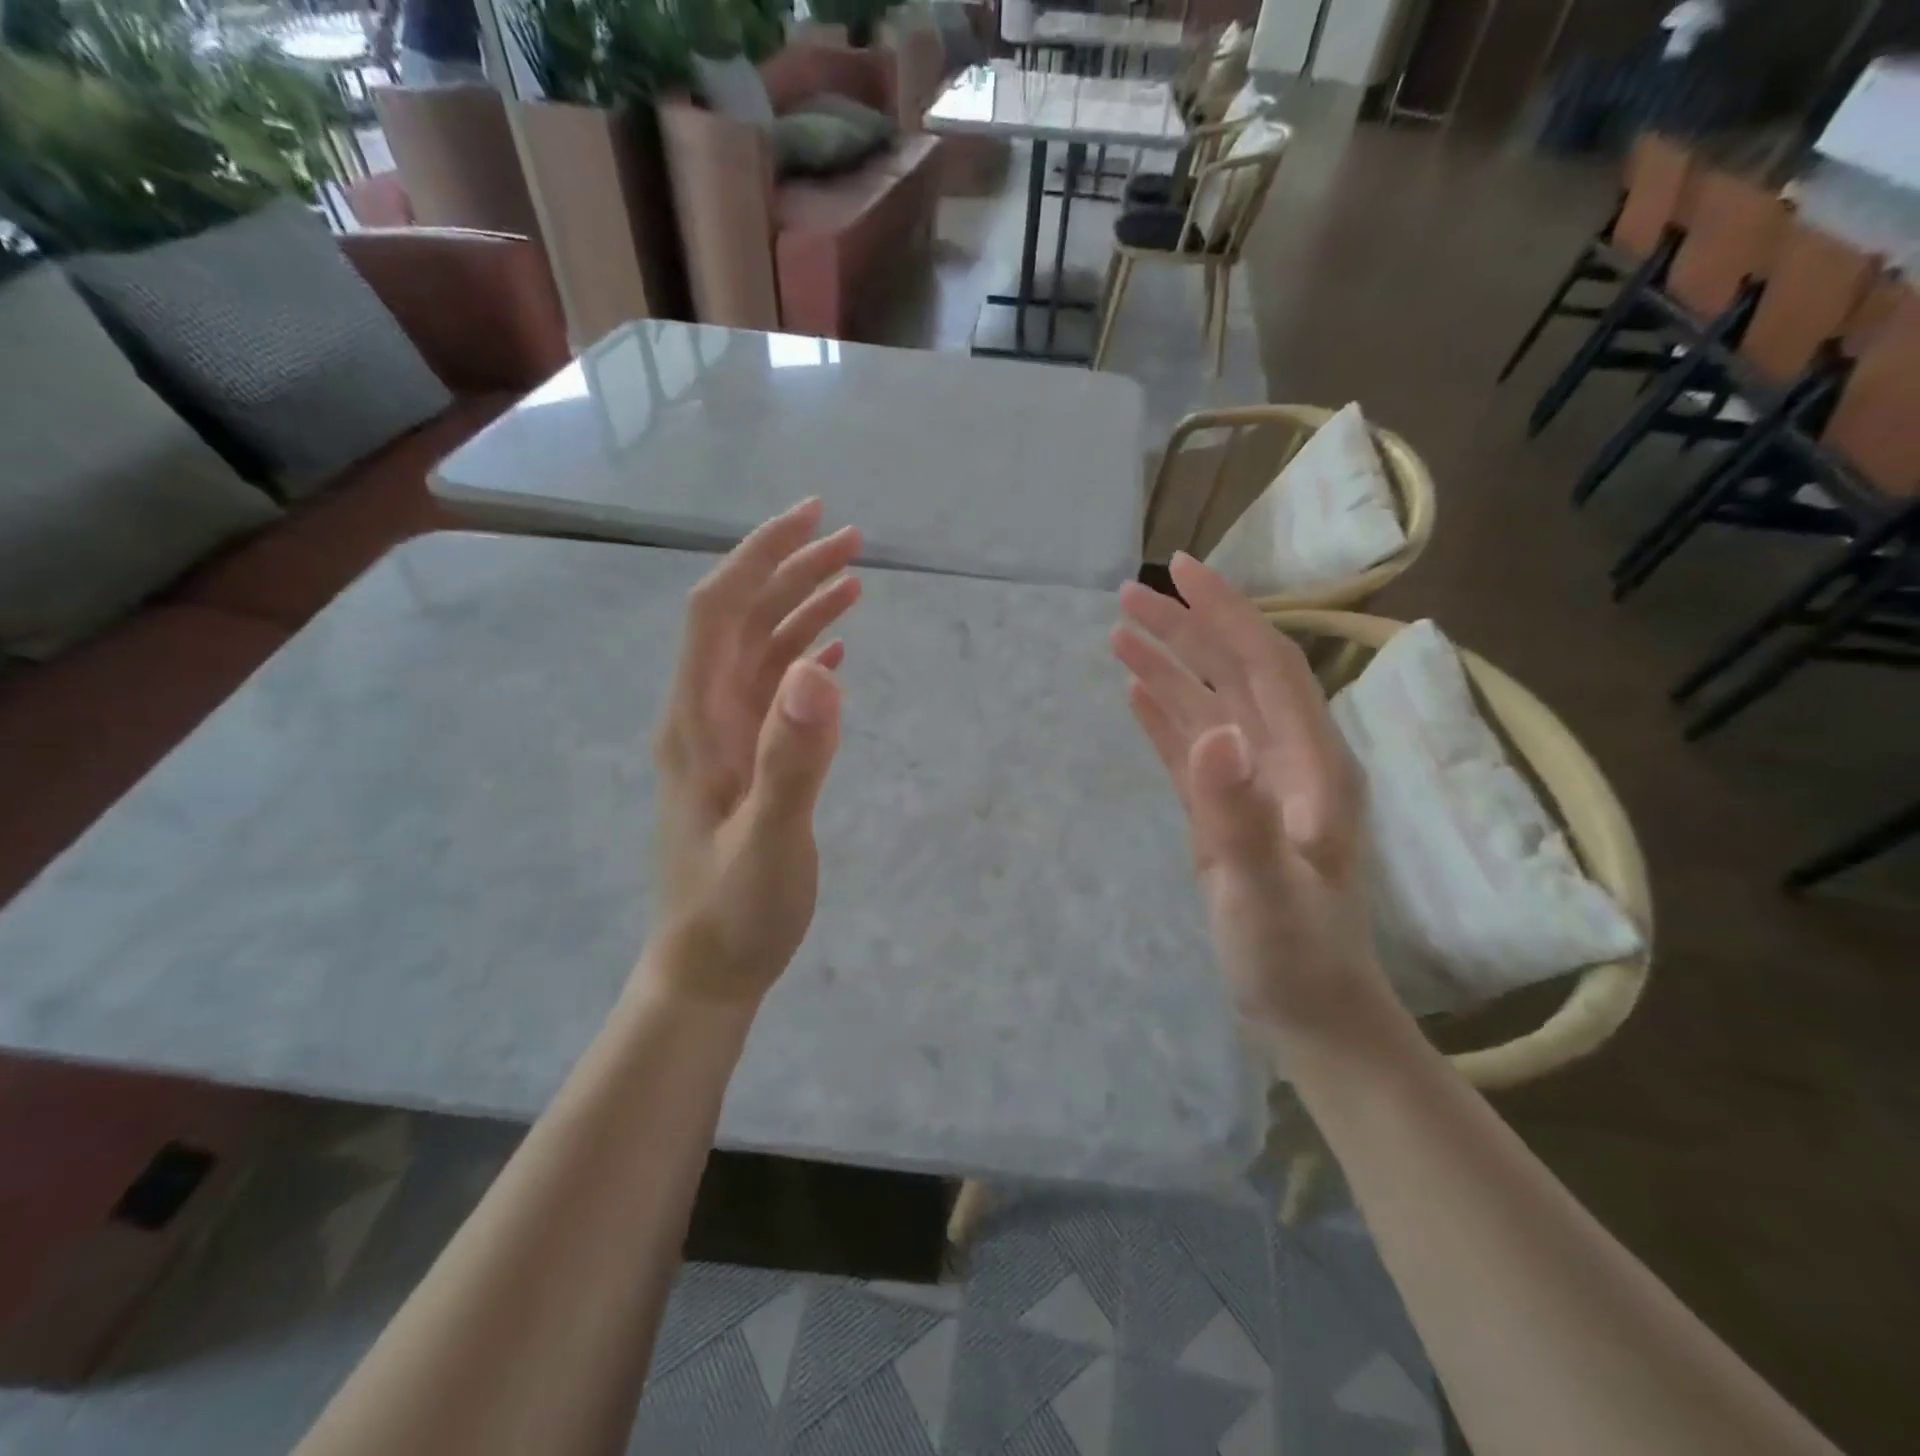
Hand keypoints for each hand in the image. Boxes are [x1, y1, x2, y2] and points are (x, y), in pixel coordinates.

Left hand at [645, 500, 861, 1007]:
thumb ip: (793, 758)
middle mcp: (704, 718)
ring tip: (854, 581)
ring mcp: (725, 741)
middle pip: (743, 621)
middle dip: (791, 571)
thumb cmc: (735, 914)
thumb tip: (818, 667)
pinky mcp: (746, 763)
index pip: (719, 613)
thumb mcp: (770, 841)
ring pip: (761, 654)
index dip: (760, 557)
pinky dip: (804, 660)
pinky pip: (774, 693)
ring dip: (802, 611)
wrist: (708, 971)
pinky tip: (833, 653)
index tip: (812, 517)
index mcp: (698, 723)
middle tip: (853, 540)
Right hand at [1111, 554, 1386, 1037]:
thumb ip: (1237, 813)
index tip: (1180, 570)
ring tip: (1118, 632)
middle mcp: (1286, 758)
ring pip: (1210, 705)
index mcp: (1309, 761)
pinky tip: (1135, 692)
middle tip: (1128, 595)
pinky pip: (1193, 746)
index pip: (1266, 663)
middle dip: (1185, 628)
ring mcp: (1256, 784)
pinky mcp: (1228, 809)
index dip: (1225, 611)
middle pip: (1234, 672)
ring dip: (1168, 666)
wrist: (1309, 1010)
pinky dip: (1165, 715)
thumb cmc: (1293, 954)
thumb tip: (1214, 731)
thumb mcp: (1262, 889)